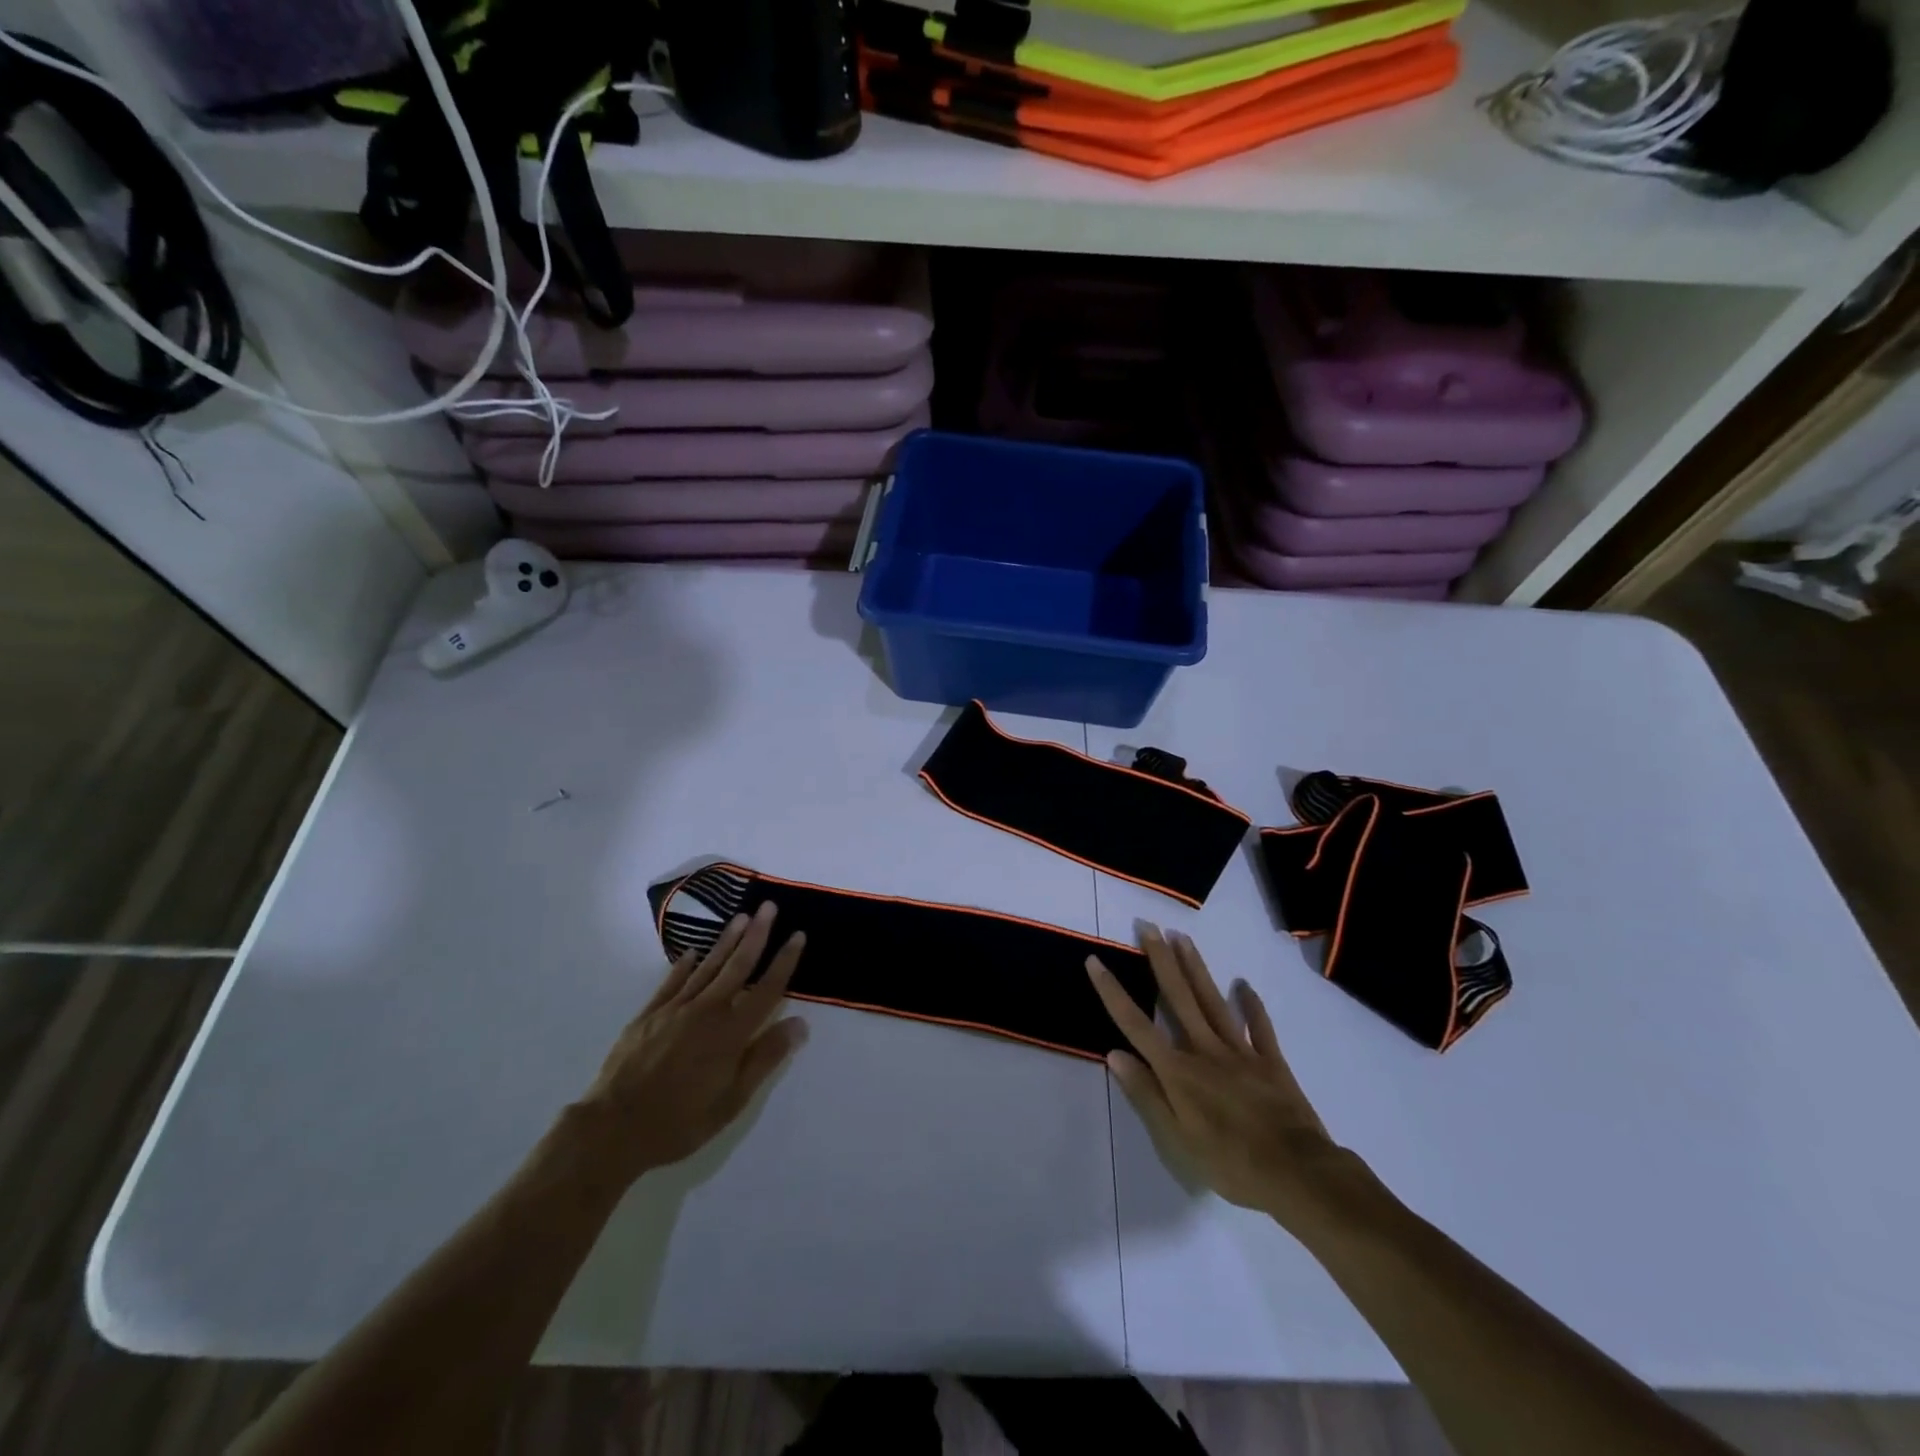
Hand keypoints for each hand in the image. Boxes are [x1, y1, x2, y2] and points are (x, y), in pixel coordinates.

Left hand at [574, 903, 808, 1187]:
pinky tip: (693, 952)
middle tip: (769, 906)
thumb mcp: (732, 1101)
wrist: (613, 1127)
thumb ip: (765, 1058)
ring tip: (741, 916)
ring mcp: (675, 1009)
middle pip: (738, 966)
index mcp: (732, 1033)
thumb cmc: (680, 1121)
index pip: (767, 989)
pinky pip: (672, 981)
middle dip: (756, 935)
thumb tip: (799, 1024)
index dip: (784, 962)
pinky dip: (685, 964)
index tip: (798, 935)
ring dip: (727, 940)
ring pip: (708, 966)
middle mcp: (707, 1011)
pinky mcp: (649, 1014)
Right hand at [1088, 927, 1348, 1225]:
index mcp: (1178, 1071)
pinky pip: (1259, 1026)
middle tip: (1148, 926)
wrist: (1299, 1174)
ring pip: (1212, 1001)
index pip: (1136, 1024)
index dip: (1112, 992)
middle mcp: (1205, 1050)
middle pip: (1178, 997)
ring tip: (1181, 937)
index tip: (1095, 961)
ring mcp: (1240, 1051)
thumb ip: (1146, 1094)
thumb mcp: (1177, 1140)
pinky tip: (1243, 985)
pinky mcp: (1270, 1061)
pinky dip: (1251, 1004)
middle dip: (1160, 960)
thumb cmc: (1231, 1163)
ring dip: (1195, 967)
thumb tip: (1114, 1053)